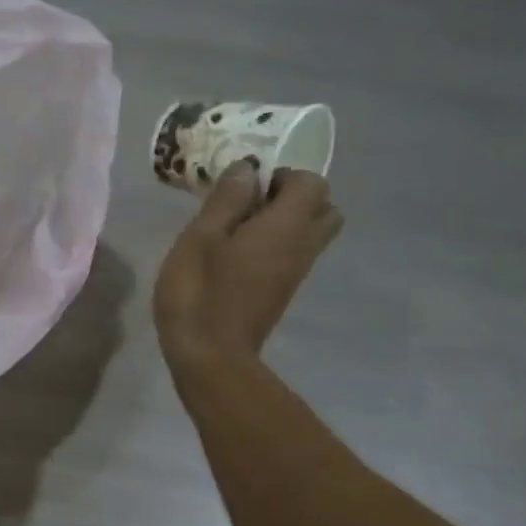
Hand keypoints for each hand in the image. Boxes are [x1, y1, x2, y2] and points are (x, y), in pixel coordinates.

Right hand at [153, 163, 342, 384]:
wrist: (210, 356)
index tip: (245, 186)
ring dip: (284, 222)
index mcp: (286, 226)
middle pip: (325, 208)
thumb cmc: (200, 292)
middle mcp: (302, 246)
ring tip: (238, 229)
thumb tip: (248, 169)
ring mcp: (295, 273)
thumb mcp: (200, 238)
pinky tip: (235, 256)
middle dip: (295, 197)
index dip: (283, 175)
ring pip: (310, 234)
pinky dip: (275, 245)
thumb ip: (226, 200)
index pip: (312, 183)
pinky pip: (293, 255)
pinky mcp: (281, 293)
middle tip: (252, 204)